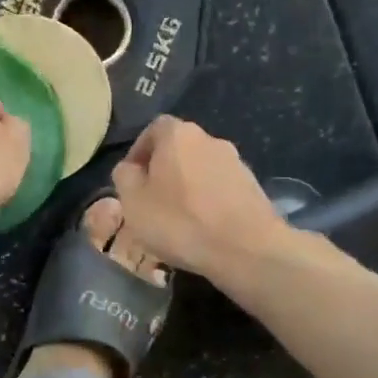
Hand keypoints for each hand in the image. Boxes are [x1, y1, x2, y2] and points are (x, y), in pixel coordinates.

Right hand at [111, 117, 286, 278]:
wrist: (246, 249)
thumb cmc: (180, 222)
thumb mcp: (133, 202)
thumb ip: (124, 177)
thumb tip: (130, 168)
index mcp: (178, 135)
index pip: (153, 129)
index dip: (139, 151)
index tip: (131, 178)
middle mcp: (210, 139)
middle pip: (179, 149)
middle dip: (163, 170)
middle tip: (151, 201)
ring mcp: (236, 163)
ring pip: (201, 169)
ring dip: (187, 187)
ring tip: (177, 218)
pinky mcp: (253, 187)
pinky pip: (220, 189)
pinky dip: (208, 201)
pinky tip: (202, 227)